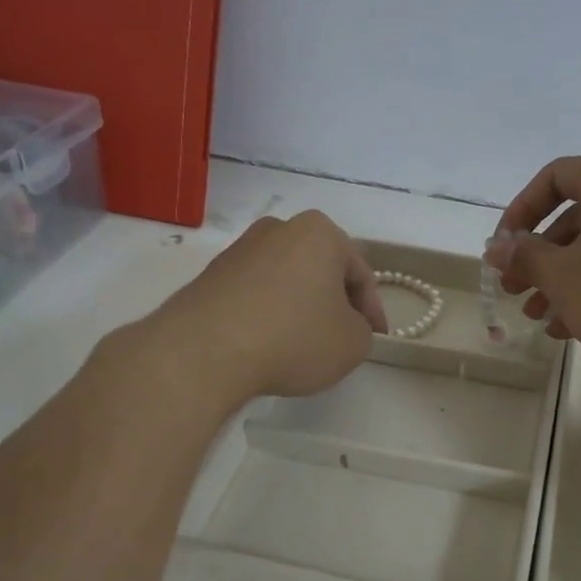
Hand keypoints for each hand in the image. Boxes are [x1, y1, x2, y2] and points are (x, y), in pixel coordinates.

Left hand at [157, 210, 385, 405]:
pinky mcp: (211, 276)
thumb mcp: (352, 344)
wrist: (204, 350)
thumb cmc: (293, 338)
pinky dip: (268, 315)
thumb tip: (346, 327)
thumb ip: (363, 331)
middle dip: (334, 303)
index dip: (373, 311)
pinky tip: (268, 345)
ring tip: (303, 346)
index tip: (376, 339)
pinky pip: (255, 295)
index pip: (360, 274)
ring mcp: (240, 250)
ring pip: (287, 281)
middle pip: (321, 271)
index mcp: (320, 233)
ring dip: (300, 308)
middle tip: (342, 338)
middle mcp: (279, 229)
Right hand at [489, 153, 580, 372]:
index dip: (520, 211)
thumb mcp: (563, 278)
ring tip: (543, 319)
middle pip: (579, 216)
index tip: (505, 249)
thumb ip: (525, 257)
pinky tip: (580, 325)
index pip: (554, 177)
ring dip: (567, 279)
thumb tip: (497, 248)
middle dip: (541, 257)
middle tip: (517, 292)